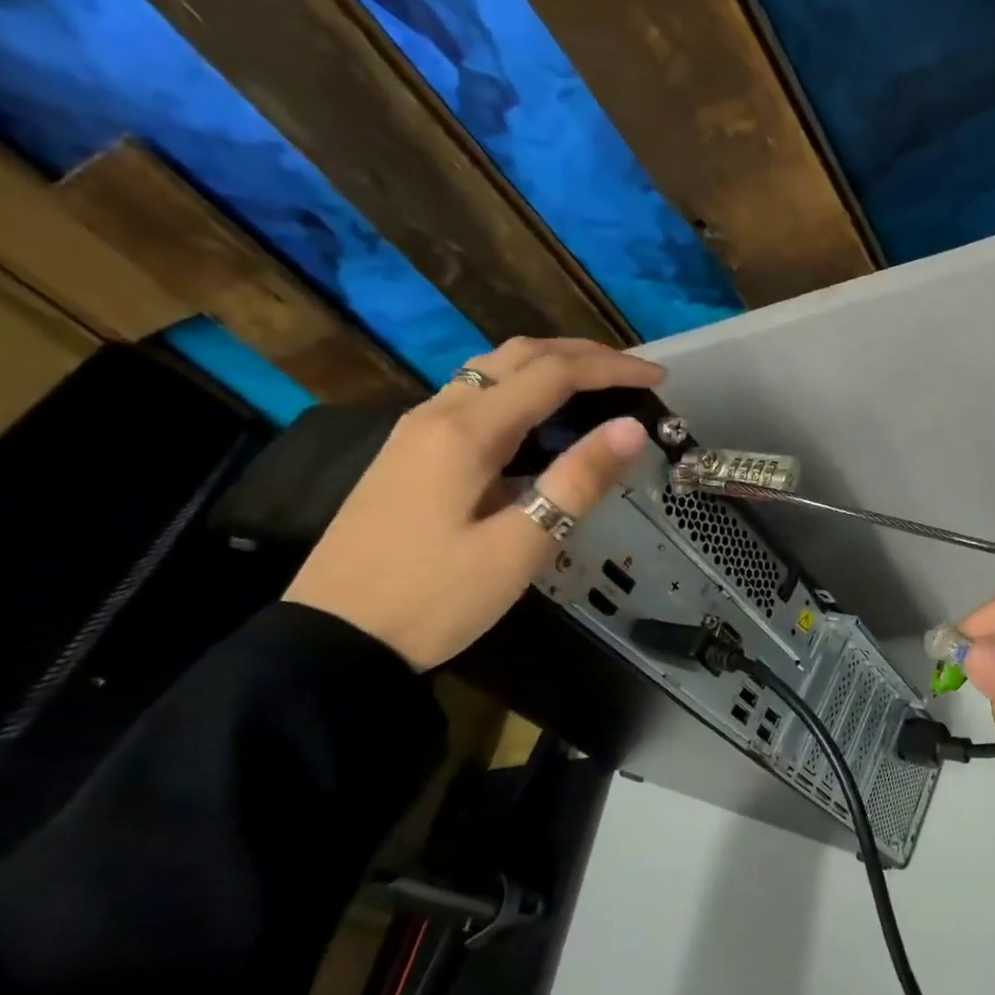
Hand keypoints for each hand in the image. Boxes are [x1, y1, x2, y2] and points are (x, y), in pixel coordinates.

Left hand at [284, 337, 662, 671]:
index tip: (660, 380)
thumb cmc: (435, 598)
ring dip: (549, 367)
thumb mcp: (519, 546)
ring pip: (491, 372)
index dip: (612, 369)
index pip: (553, 375)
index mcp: (466, 432)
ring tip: (598, 387)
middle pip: (517, 356)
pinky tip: (541, 420)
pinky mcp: (410, 454)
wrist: (334, 639)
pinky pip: (474, 398)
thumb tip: (632, 428)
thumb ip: (577, 482)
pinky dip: (521, 390)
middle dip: (582, 355)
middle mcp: (438, 414)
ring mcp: (417, 432)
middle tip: (634, 374)